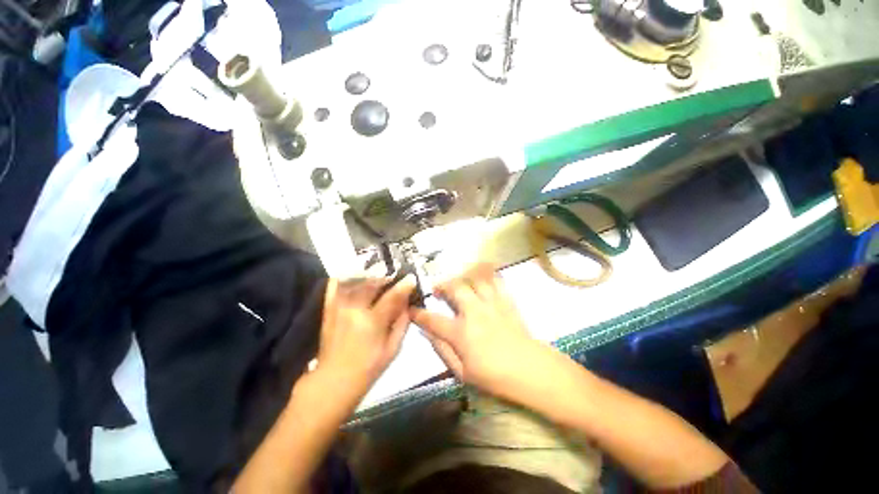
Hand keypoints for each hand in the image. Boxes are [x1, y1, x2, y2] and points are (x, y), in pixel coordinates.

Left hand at [315, 275, 415, 398]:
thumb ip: (402, 324)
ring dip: (369, 277)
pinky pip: (334, 288)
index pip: (392, 296)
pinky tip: (352, 275)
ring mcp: (339, 308)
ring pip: (355, 282)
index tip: (411, 278)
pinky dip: (342, 279)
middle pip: (372, 284)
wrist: (334, 381)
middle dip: (386, 278)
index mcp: (373, 322)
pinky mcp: (328, 310)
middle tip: (394, 279)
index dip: (404, 285)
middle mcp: (354, 310)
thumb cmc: (368, 368)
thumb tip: (408, 305)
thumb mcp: (393, 349)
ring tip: (377, 279)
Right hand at [411, 264, 542, 398]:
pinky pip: (496, 280)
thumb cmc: (495, 377)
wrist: (531, 371)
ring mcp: (492, 304)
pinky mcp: (506, 301)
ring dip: (462, 277)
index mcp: (461, 333)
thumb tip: (427, 334)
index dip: (419, 313)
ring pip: (474, 279)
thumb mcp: (462, 373)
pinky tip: (482, 278)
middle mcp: (474, 312)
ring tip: (458, 282)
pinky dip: (487, 275)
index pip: (433, 319)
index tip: (411, 309)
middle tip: (437, 290)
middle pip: (455, 287)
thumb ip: (442, 350)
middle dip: (442, 285)